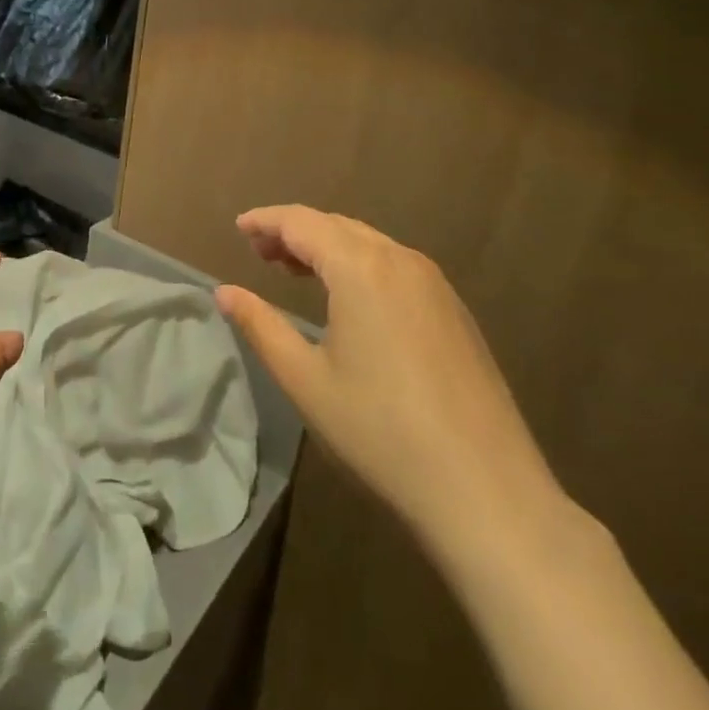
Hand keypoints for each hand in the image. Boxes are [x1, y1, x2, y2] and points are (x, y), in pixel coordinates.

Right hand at [216, 206, 569, 560]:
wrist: (485, 488)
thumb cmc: (380, 430)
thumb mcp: (305, 379)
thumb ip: (260, 325)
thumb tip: (223, 292)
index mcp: (360, 268)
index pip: (302, 222)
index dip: (266, 221)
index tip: (239, 229)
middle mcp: (400, 260)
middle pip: (336, 226)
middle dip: (294, 232)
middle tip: (260, 254)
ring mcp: (434, 283)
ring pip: (368, 243)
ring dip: (327, 246)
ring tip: (295, 271)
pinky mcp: (454, 309)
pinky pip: (394, 265)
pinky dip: (359, 264)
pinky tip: (349, 298)